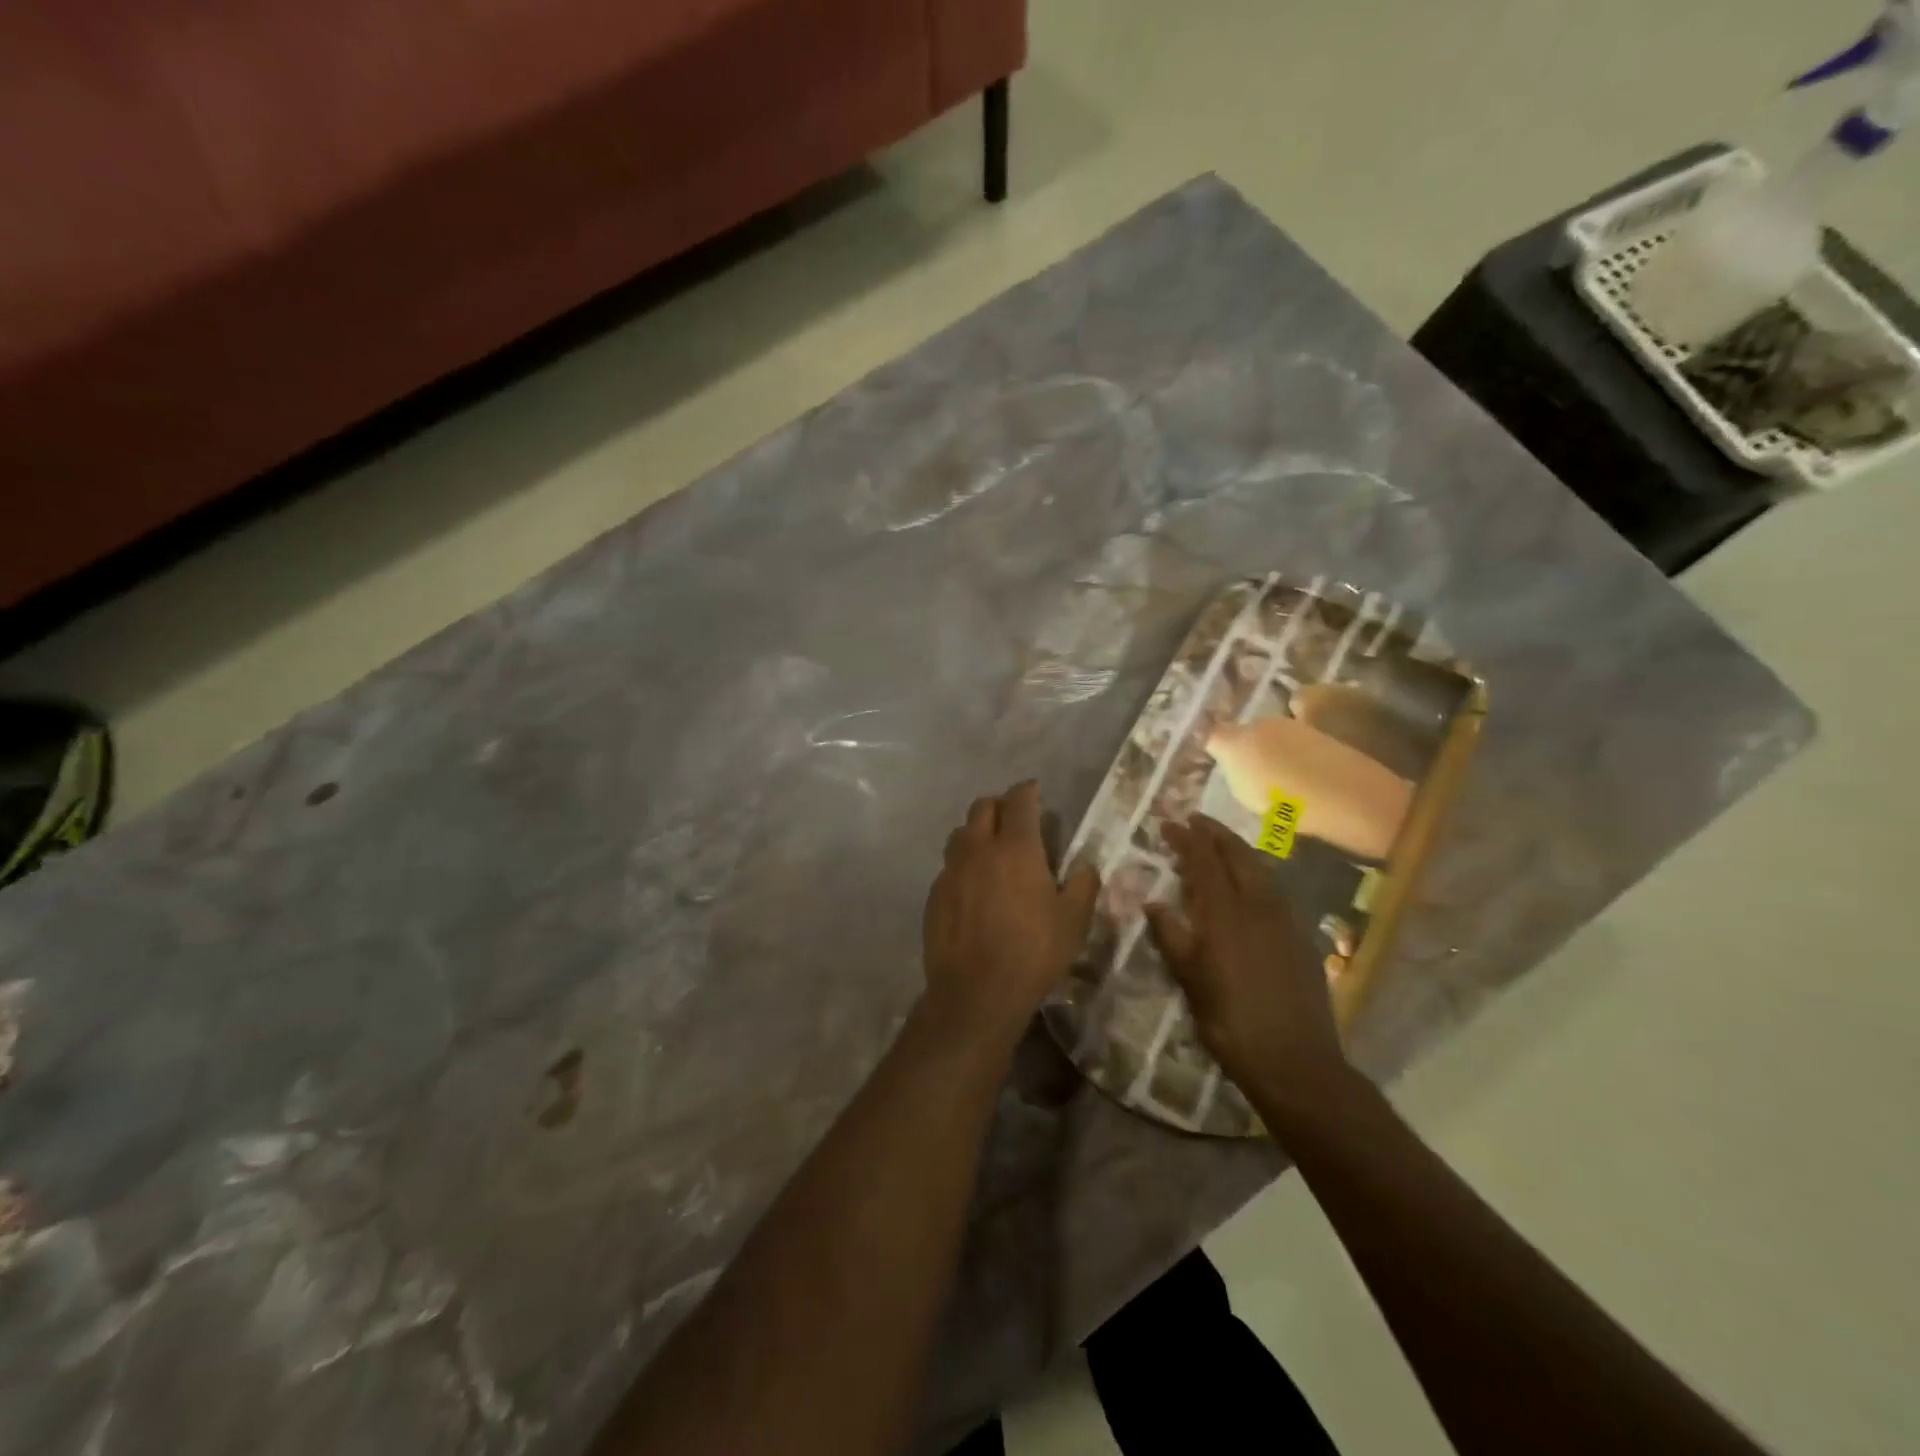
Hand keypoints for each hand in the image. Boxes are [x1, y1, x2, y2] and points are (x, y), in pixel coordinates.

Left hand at [922, 781, 1099, 1046]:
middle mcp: (978, 849)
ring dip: (976, 832)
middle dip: (1000, 805)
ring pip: (960, 834)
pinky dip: (963, 865)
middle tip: (1014, 819)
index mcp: (1016, 848)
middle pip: (982, 807)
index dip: (1028, 790)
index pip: (1019, 800)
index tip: (1034, 790)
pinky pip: (949, 866)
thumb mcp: (1074, 921)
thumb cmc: (1033, 953)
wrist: (976, 992)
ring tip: (991, 851)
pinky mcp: (934, 895)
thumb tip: (1084, 865)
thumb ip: (1083, 885)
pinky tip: (973, 888)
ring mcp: (951, 871)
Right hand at [1146, 815, 1352, 1119]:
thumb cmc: (1230, 1022)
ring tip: (1219, 844)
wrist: (1295, 1062)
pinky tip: (1250, 884)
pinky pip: (1274, 890)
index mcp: (1225, 914)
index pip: (1204, 861)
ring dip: (1237, 850)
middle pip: (1237, 855)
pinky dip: (1256, 874)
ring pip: (1260, 869)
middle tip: (1195, 820)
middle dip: (1215, 833)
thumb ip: (1171, 936)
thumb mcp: (1190, 981)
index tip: (1170, 822)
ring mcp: (1284, 920)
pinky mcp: (1301, 936)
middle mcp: (1257, 906)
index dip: (1187, 838)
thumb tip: (1154, 903)